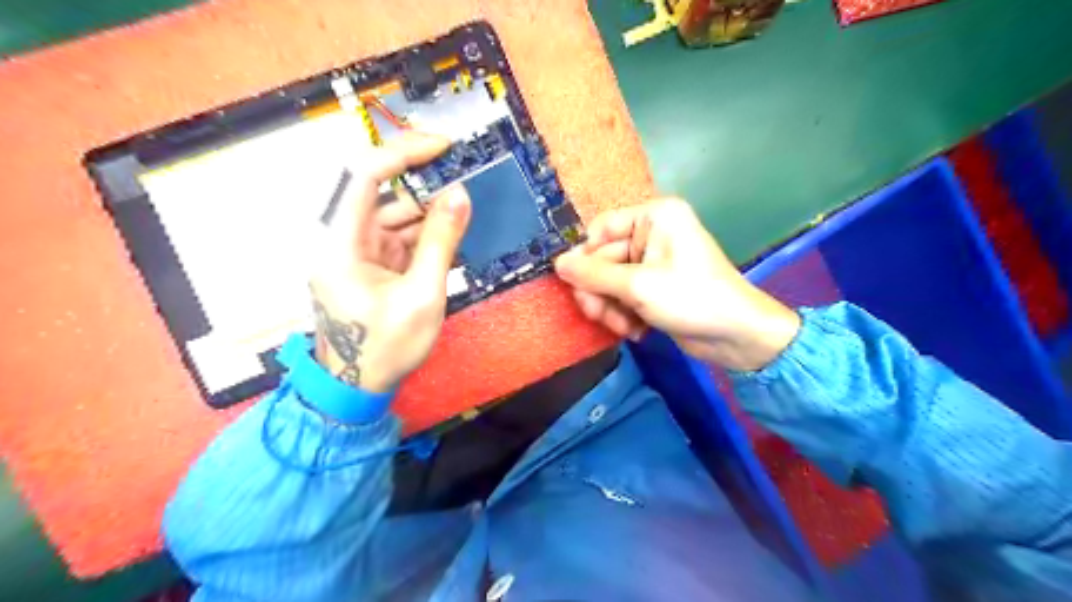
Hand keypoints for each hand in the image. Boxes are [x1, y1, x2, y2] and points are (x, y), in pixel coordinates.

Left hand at [302, 133, 466, 392]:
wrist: (357, 389)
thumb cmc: (386, 348)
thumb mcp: (423, 296)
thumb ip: (442, 242)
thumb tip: (460, 195)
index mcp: (341, 243)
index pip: (365, 176)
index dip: (404, 153)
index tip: (444, 147)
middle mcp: (343, 239)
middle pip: (384, 195)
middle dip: (426, 188)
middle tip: (467, 184)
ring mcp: (356, 253)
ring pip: (396, 218)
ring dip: (430, 216)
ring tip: (465, 216)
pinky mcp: (369, 266)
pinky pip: (399, 239)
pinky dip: (424, 237)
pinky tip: (450, 239)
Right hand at [557, 196, 799, 371]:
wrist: (736, 336)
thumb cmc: (691, 299)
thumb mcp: (638, 286)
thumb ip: (593, 274)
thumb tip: (557, 264)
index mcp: (654, 216)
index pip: (601, 229)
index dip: (586, 257)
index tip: (577, 285)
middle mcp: (652, 233)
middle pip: (603, 260)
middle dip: (599, 292)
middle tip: (598, 315)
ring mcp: (653, 262)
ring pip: (609, 282)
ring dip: (610, 308)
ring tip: (623, 327)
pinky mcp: (654, 286)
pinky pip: (623, 295)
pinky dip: (624, 314)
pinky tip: (636, 331)